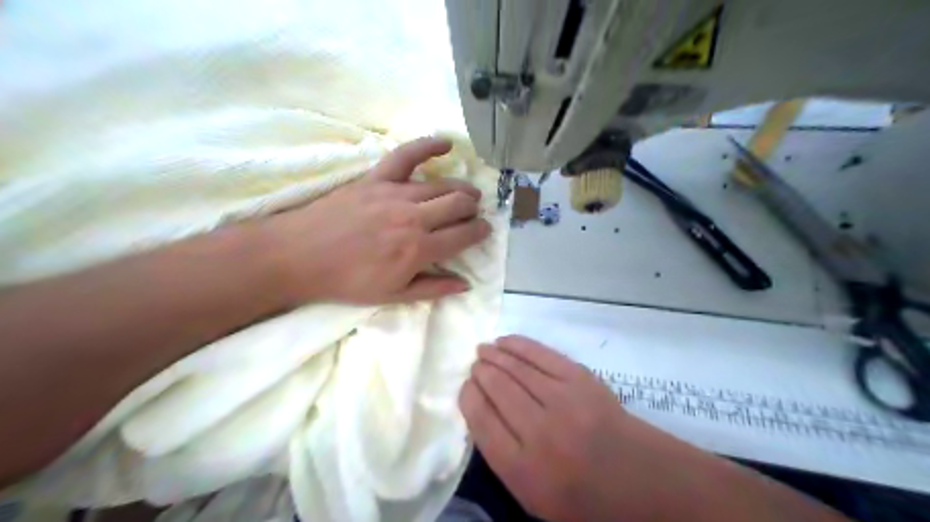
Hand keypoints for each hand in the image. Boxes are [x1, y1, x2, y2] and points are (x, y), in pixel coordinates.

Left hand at [259, 136, 486, 305]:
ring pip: (441, 184)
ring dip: (461, 189)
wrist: (300, 257)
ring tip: (467, 194)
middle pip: (458, 204)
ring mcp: (395, 194)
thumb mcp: (394, 295)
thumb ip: (433, 288)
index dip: (479, 232)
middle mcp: (414, 217)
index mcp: (419, 249)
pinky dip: (429, 146)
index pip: (464, 235)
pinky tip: (447, 143)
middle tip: (474, 213)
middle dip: (473, 209)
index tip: (484, 231)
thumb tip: (466, 284)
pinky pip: (407, 155)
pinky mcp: (376, 178)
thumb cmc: (348, 281)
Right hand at [460, 335, 636, 521]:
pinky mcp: (581, 379)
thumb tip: (479, 408)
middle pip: (497, 389)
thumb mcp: (531, 494)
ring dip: (494, 354)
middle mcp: (540, 432)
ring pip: (516, 368)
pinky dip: (519, 345)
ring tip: (483, 350)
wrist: (638, 476)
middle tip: (475, 366)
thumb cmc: (580, 493)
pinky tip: (505, 341)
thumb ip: (501, 455)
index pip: (481, 421)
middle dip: (480, 373)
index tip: (465, 386)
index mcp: (523, 469)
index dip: (468, 397)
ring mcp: (563, 401)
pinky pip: (541, 354)